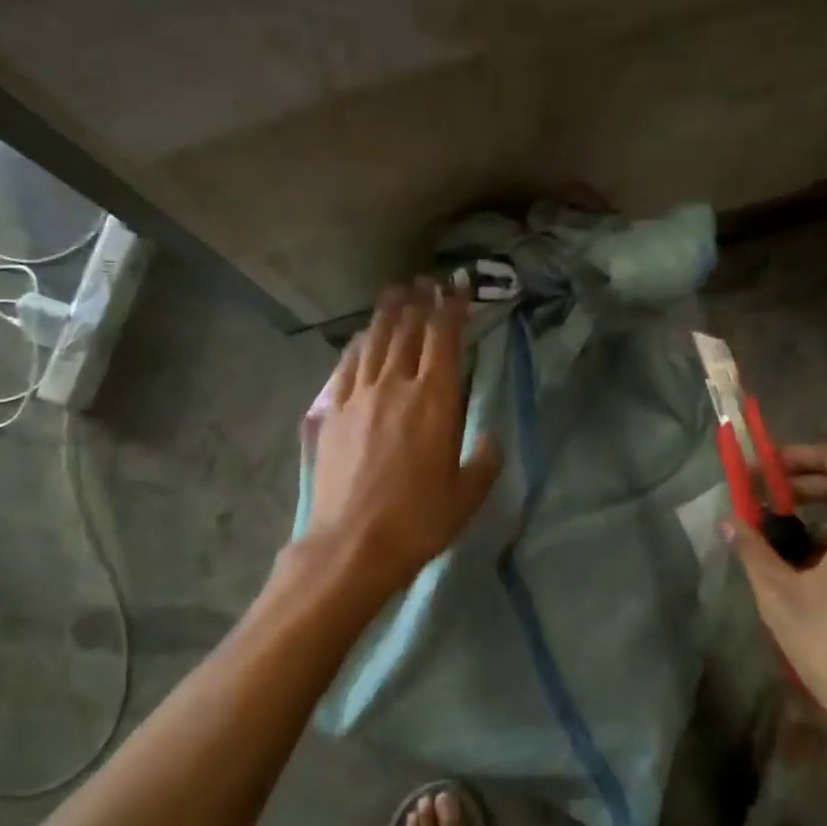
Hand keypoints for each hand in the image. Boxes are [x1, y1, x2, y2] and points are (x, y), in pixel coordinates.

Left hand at [300, 282, 501, 593]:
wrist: (352, 544)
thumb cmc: (418, 521)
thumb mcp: (467, 495)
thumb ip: (485, 461)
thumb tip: (492, 438)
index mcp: (434, 401)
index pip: (444, 339)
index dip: (453, 308)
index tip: (458, 286)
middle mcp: (395, 386)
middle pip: (407, 331)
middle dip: (420, 302)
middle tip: (426, 281)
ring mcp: (359, 397)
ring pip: (374, 342)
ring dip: (387, 314)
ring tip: (395, 292)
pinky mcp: (334, 413)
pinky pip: (347, 367)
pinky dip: (358, 345)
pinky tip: (361, 338)